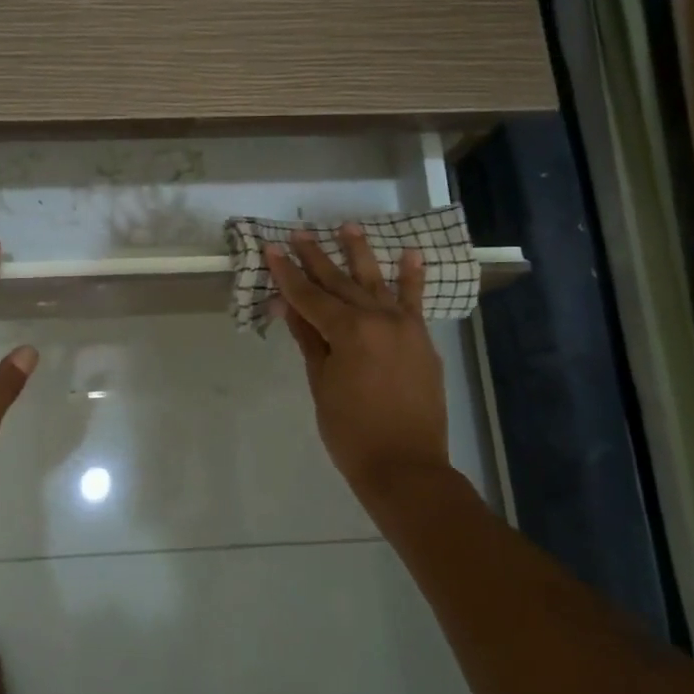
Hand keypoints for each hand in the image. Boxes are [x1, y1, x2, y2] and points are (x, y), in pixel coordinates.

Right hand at [268, 226, 451, 502]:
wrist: (406, 466)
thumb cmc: (351, 432)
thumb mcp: (321, 383)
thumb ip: (308, 339)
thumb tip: (288, 305)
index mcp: (347, 331)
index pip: (309, 295)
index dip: (286, 273)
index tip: (271, 249)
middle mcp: (377, 318)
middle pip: (339, 282)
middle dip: (316, 257)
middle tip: (298, 234)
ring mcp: (404, 326)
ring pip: (376, 281)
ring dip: (360, 253)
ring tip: (347, 226)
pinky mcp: (422, 338)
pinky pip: (415, 301)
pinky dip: (412, 277)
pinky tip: (411, 253)